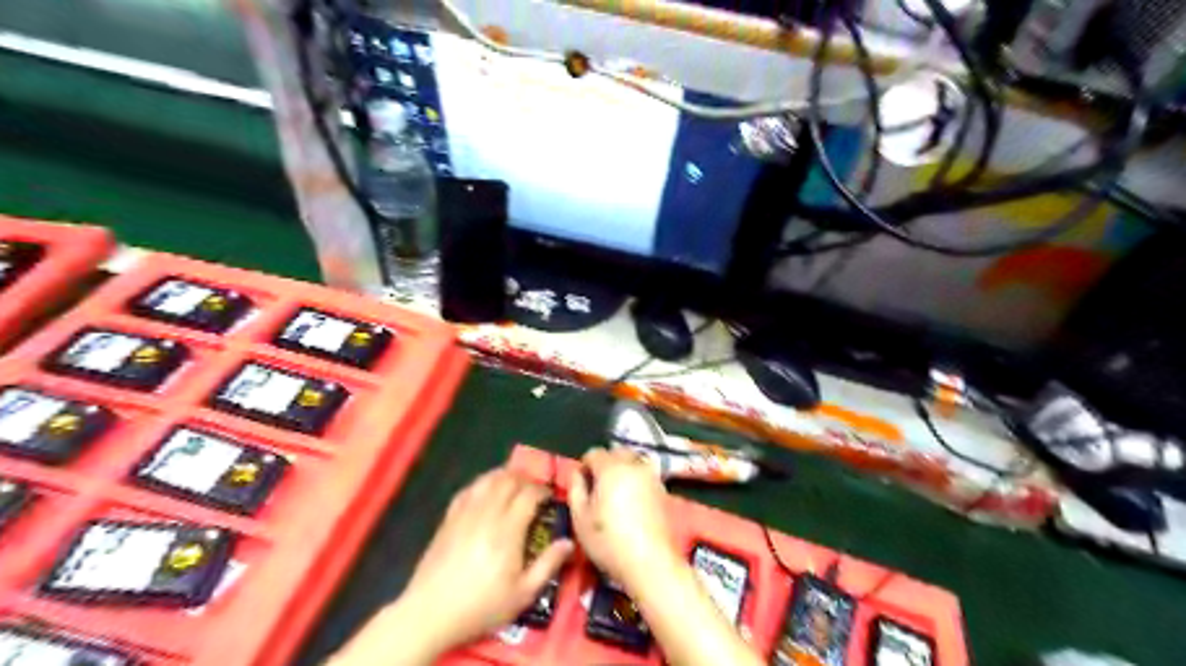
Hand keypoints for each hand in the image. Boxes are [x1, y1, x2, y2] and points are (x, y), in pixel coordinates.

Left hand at [395, 468, 572, 656]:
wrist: (430, 613)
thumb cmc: (481, 606)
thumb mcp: (522, 594)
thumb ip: (548, 565)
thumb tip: (568, 542)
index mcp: (508, 530)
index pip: (528, 495)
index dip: (542, 490)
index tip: (550, 497)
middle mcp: (487, 514)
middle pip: (508, 480)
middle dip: (525, 479)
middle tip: (534, 489)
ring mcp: (465, 514)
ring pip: (486, 480)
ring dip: (504, 476)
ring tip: (514, 484)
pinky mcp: (448, 519)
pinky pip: (467, 490)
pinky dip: (481, 483)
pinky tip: (486, 491)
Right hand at [567, 448, 675, 587]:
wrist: (650, 562)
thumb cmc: (608, 541)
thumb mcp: (580, 518)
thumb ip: (575, 489)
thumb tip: (577, 474)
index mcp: (611, 468)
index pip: (594, 453)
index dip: (584, 466)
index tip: (581, 485)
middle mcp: (634, 465)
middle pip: (616, 452)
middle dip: (605, 463)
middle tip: (597, 488)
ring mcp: (651, 476)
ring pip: (633, 461)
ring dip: (622, 469)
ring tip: (614, 494)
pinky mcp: (663, 489)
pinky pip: (645, 474)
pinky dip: (636, 479)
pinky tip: (631, 501)